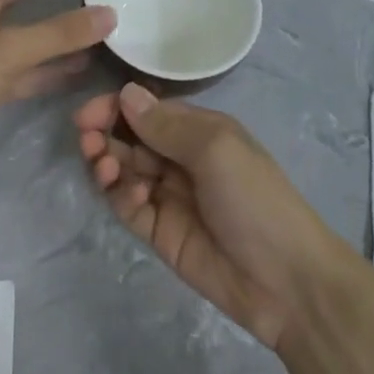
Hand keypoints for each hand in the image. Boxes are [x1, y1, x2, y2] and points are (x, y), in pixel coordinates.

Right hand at [74, 84, 340, 350]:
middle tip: (87, 140)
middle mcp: (180, 157)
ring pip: (124, 169)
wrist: (286, 281)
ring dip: (107, 163)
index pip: (147, 109)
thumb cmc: (255, 198)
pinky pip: (127, 205)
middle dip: (104, 134)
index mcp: (198, 130)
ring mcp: (168, 195)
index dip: (115, 107)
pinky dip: (121, 196)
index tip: (88, 114)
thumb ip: (166, 125)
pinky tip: (134, 197)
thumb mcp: (215, 149)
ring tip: (104, 168)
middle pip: (129, 137)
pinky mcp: (160, 231)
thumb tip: (125, 93)